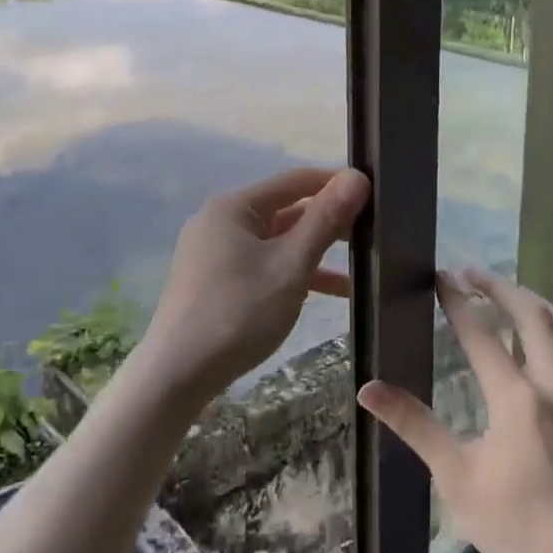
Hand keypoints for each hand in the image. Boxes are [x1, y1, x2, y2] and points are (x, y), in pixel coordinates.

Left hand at [135, 166, 370, 409]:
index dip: (335, 184)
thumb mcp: (290, 265)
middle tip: (372, 235)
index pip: (296, 180)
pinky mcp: (214, 280)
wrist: (177, 374)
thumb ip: (325, 220)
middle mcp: (221, 220)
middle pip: (285, 210)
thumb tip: (357, 177)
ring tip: (358, 270)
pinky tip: (321, 294)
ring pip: (275, 242)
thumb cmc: (238, 312)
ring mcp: (214, 252)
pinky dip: (290, 274)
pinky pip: (261, 264)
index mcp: (234, 206)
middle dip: (327, 223)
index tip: (375, 196)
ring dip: (313, 254)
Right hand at [358, 269, 552, 552]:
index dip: (458, 299)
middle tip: (471, 274)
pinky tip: (544, 340)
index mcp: (517, 398)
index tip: (441, 276)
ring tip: (507, 294)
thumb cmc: (517, 529)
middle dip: (499, 287)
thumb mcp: (456, 478)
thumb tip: (369, 389)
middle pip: (530, 314)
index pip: (481, 331)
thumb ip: (415, 425)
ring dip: (532, 302)